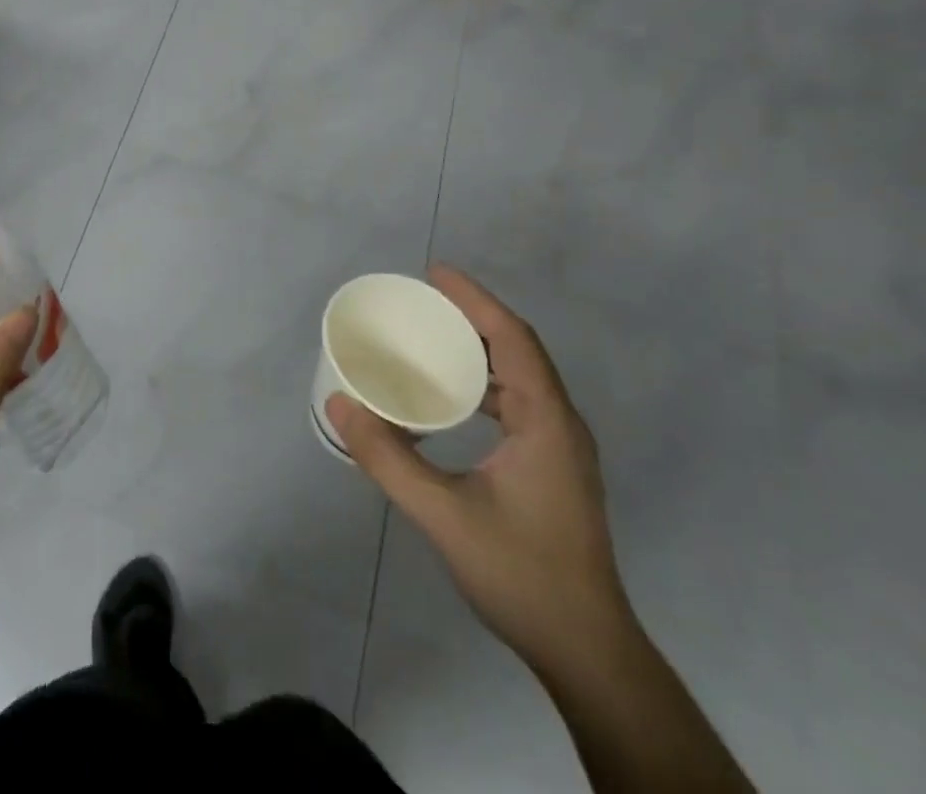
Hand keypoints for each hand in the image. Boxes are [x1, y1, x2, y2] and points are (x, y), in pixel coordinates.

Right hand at [327, 265, 632, 675]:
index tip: (434, 273)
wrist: (587, 652)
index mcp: (545, 420)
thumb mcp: (443, 515)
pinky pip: (517, 402)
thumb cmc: (521, 574)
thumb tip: (338, 405)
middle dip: (471, 317)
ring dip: (478, 349)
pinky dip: (482, 383)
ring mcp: (560, 447)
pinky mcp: (553, 467)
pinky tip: (450, 398)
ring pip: (520, 376)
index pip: (512, 337)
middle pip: (517, 349)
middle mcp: (560, 423)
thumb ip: (387, 459)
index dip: (474, 299)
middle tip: (421, 302)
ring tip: (430, 338)